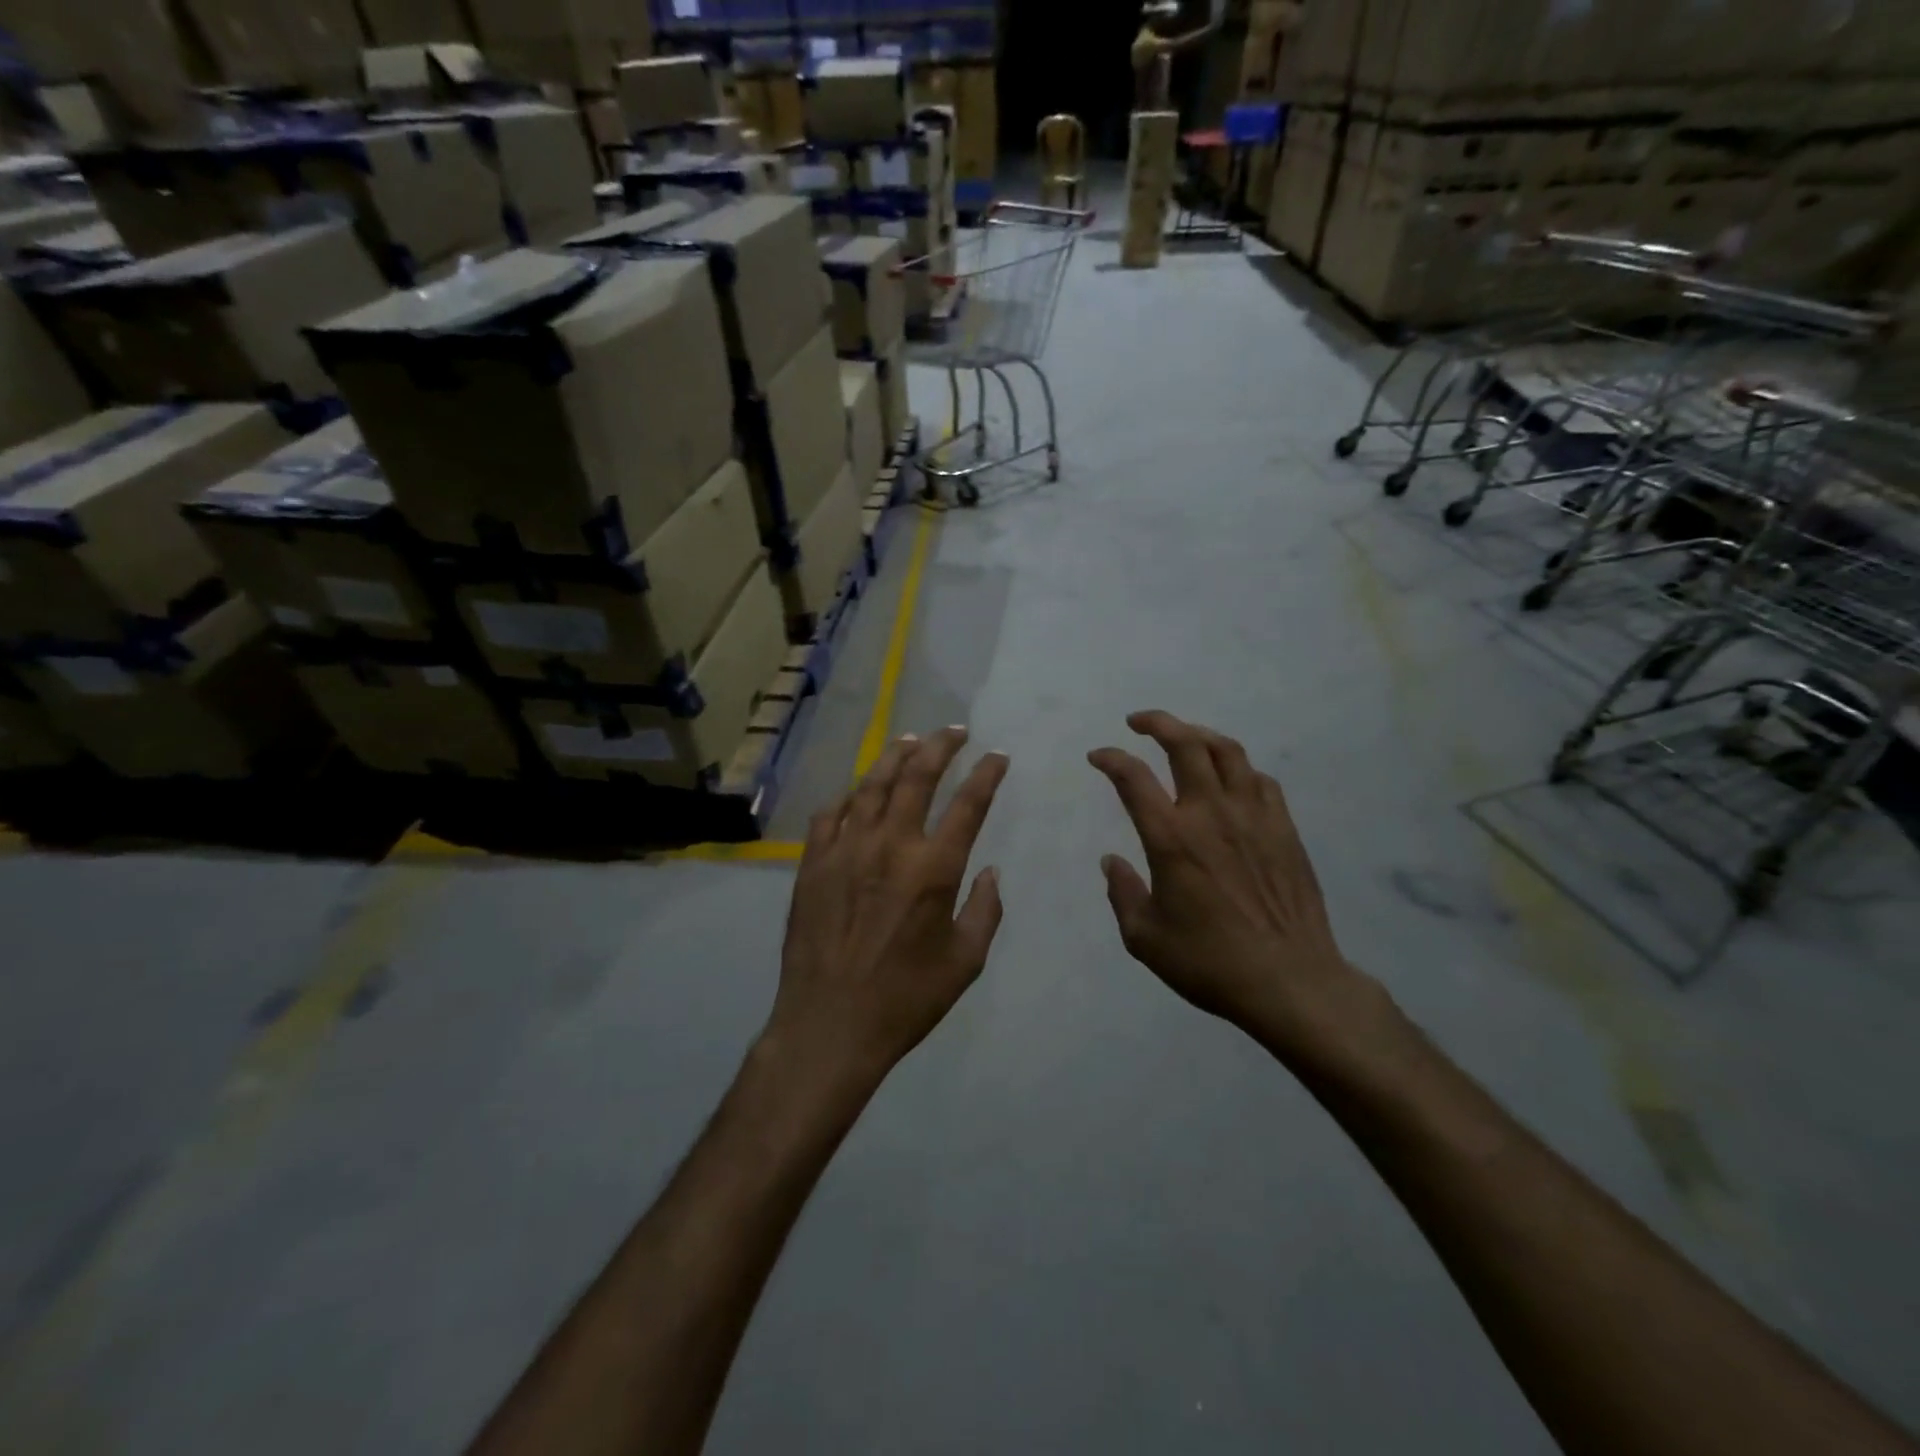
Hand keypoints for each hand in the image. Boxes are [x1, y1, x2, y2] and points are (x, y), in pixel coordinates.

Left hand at [768, 728, 1008, 1087]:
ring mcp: (846, 850)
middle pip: (916, 777)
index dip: (986, 774)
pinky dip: (849, 795)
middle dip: (940, 746)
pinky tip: (858, 790)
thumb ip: (984, 911)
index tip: (997, 756)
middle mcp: (890, 846)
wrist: (829, 1024)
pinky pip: (831, 813)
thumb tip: (991, 872)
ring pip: (871, 784)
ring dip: (895, 755)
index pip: (968, 804)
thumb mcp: (965, 962)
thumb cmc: (905, 998)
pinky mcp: (813, 863)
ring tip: (910, 739)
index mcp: (933, 869)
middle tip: (955, 731)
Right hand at [1090, 712, 1387, 1064]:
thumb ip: (1123, 894)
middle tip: (1138, 721)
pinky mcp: (1284, 828)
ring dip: (1199, 734)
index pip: (1132, 778)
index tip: (1098, 756)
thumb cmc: (1210, 963)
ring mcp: (1253, 817)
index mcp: (1171, 838)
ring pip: (1227, 751)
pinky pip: (1260, 780)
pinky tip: (1230, 779)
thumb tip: (1111, 861)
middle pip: (1185, 744)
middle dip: (1157, 722)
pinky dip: (1238, 768)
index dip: (1110, 758)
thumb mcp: (1145, 939)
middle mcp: (1211, 814)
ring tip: (1183, 736)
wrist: (1291, 981)